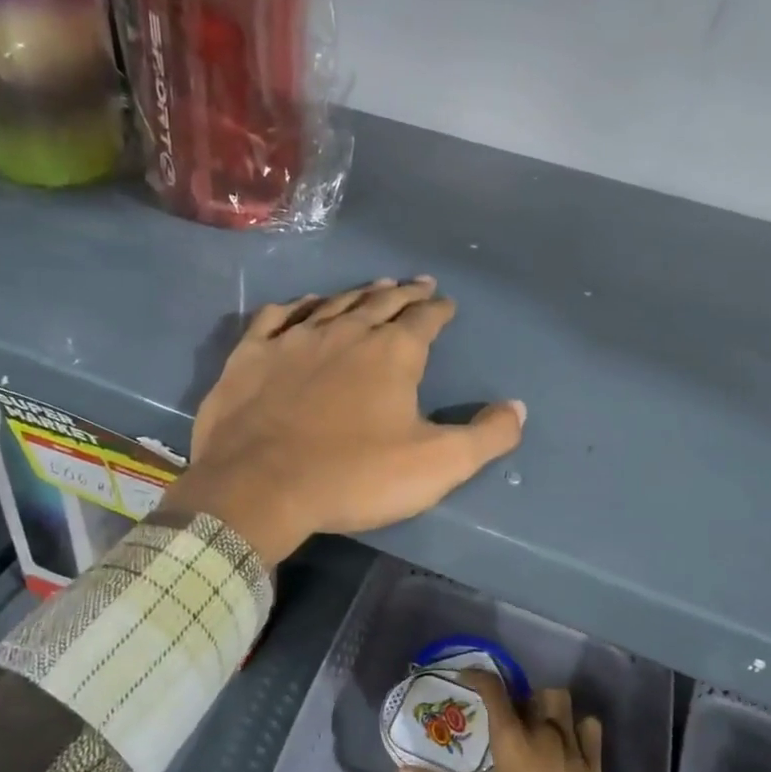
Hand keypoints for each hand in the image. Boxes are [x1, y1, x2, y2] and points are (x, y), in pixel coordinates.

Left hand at [162, 278, 525, 564]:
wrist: (260, 487)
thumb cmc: (354, 476)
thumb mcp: (437, 465)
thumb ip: (486, 436)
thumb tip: (517, 408)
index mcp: (392, 353)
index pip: (424, 320)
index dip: (439, 310)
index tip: (446, 303)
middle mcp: (346, 332)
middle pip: (381, 302)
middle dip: (404, 292)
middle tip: (417, 284)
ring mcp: (295, 339)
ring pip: (334, 303)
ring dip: (358, 293)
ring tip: (373, 286)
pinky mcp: (253, 354)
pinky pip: (278, 316)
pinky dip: (298, 306)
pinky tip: (304, 305)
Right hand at [402, 675, 615, 771]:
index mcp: (512, 740)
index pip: (494, 691)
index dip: (479, 676)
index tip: (466, 677)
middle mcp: (543, 733)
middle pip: (535, 693)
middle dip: (522, 698)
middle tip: (510, 714)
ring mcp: (573, 746)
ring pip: (564, 703)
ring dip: (550, 706)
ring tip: (539, 723)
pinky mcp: (594, 764)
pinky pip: (591, 728)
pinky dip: (580, 727)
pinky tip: (570, 739)